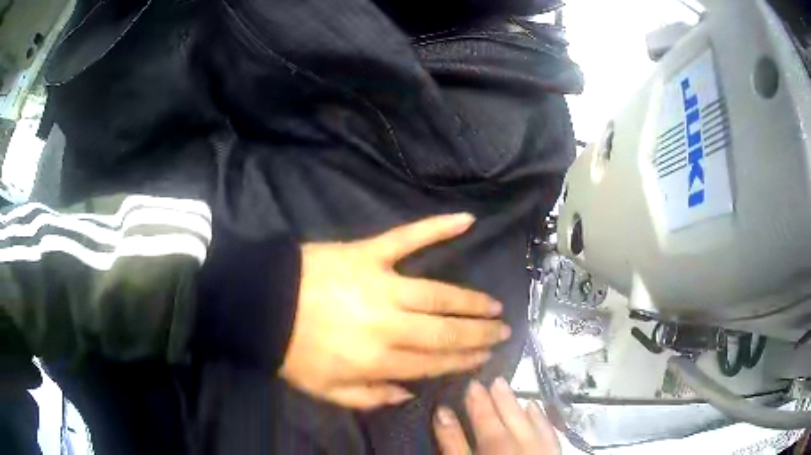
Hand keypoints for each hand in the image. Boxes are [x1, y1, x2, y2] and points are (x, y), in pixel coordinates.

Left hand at [280, 214, 510, 409]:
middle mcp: (388, 325)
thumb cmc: (291, 350)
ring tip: (493, 305)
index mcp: (377, 360)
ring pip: (439, 294)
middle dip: (479, 334)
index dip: (464, 361)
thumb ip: (369, 398)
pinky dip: (437, 227)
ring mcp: (381, 283)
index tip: (486, 357)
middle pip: (446, 332)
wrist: (259, 304)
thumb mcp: (325, 391)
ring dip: (471, 300)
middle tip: (503, 331)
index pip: (433, 363)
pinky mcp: (368, 252)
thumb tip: (408, 393)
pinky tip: (466, 220)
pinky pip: (407, 238)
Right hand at [434, 378, 559, 454]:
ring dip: (519, 406)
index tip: (470, 384)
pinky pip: (550, 434)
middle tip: (491, 380)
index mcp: (498, 451)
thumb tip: (443, 413)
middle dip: (499, 401)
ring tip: (509, 389)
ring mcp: (541, 453)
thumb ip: (453, 444)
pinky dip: (542, 420)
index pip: (487, 424)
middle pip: (510, 421)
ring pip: (531, 424)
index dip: (477, 404)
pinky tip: (535, 408)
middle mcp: (522, 449)